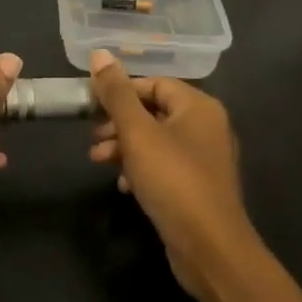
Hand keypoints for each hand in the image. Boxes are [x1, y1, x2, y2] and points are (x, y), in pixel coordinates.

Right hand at [87, 49, 250, 297]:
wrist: (210, 248)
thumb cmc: (173, 181)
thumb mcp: (137, 133)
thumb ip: (117, 94)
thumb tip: (99, 54)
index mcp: (199, 107)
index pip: (154, 84)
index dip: (121, 92)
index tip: (92, 106)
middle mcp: (207, 127)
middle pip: (154, 112)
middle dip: (119, 123)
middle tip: (93, 139)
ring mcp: (205, 159)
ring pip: (156, 141)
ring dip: (125, 147)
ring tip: (98, 161)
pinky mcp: (198, 187)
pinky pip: (165, 166)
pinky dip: (142, 170)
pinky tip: (123, 185)